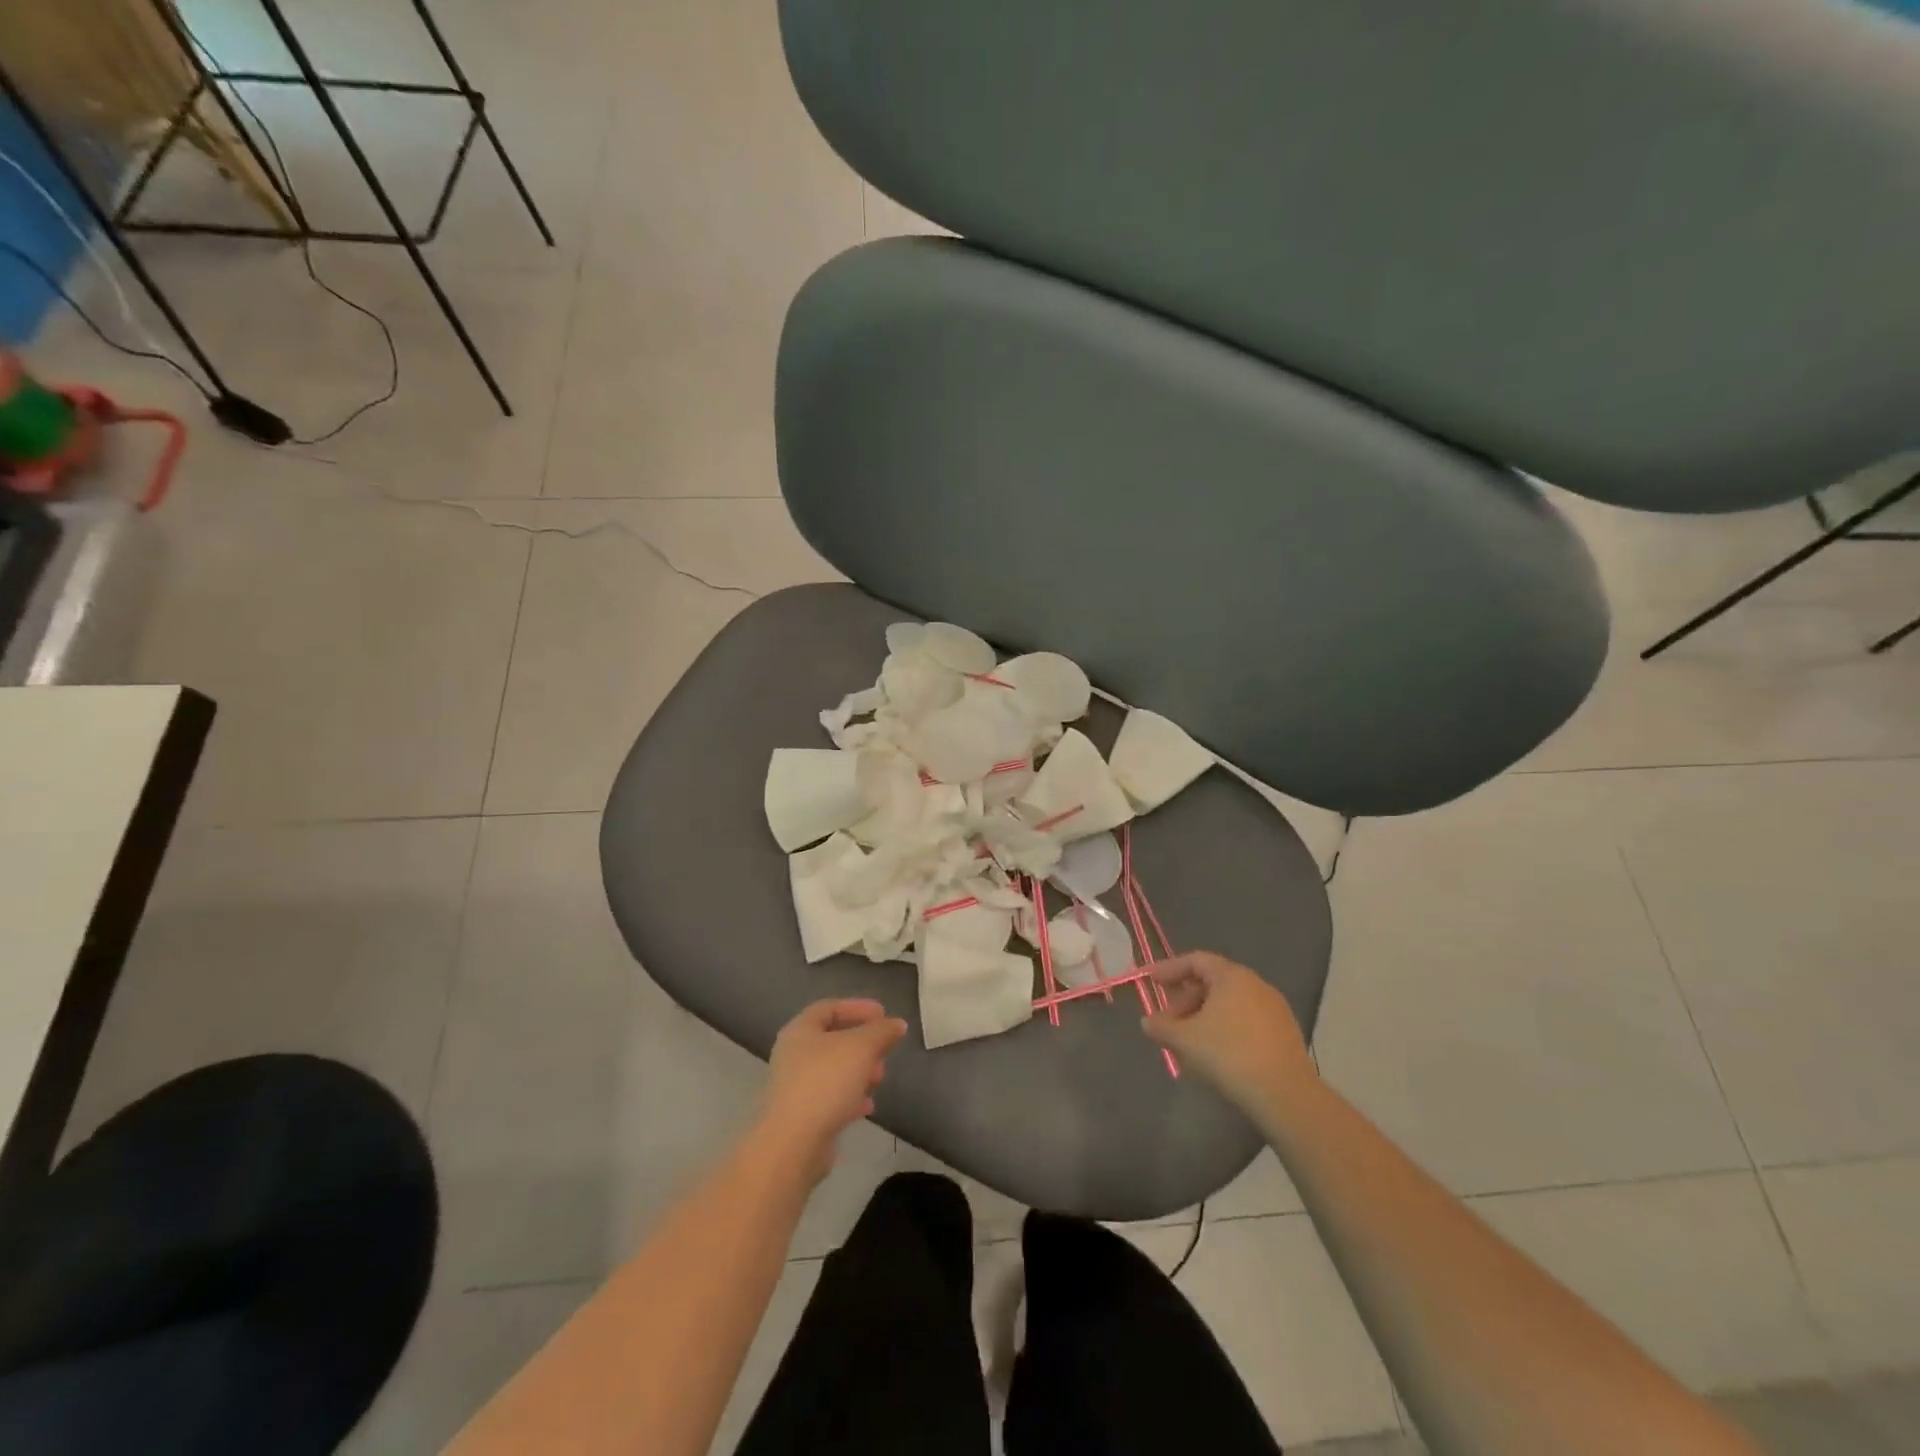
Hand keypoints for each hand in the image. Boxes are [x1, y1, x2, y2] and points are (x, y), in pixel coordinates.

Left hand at [756, 999, 907, 1184]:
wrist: (794, 1143)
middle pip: (833, 1040)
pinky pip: (830, 1097)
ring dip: (859, 1071)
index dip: (857, 1007)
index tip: (883, 1015)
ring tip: (879, 1078)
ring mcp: (795, 1086)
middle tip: (884, 1050)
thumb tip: (896, 1024)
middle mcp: (793, 1055)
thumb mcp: (862, 1047)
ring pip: (833, 1070)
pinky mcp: (801, 1115)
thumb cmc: (826, 1082)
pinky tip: (867, 1106)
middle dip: (863, 1043)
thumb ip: (881, 1031)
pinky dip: (851, 1097)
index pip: (829, 1007)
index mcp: (800, 1030)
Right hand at [1143, 952, 1315, 1119]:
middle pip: (1213, 981)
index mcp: (1232, 976)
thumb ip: (1161, 1027)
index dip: (1169, 969)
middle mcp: (1256, 984)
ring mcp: (1274, 1009)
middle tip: (1169, 1021)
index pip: (1195, 960)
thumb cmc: (1228, 1055)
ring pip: (1230, 1003)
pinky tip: (1216, 1053)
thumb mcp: (1184, 1040)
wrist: (1285, 1095)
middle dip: (1185, 999)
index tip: (1151, 982)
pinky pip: (1246, 1020)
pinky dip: (1225, 1028)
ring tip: (1189, 1041)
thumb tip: (1148, 1022)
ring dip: (1204, 1016)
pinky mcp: (1285, 1034)